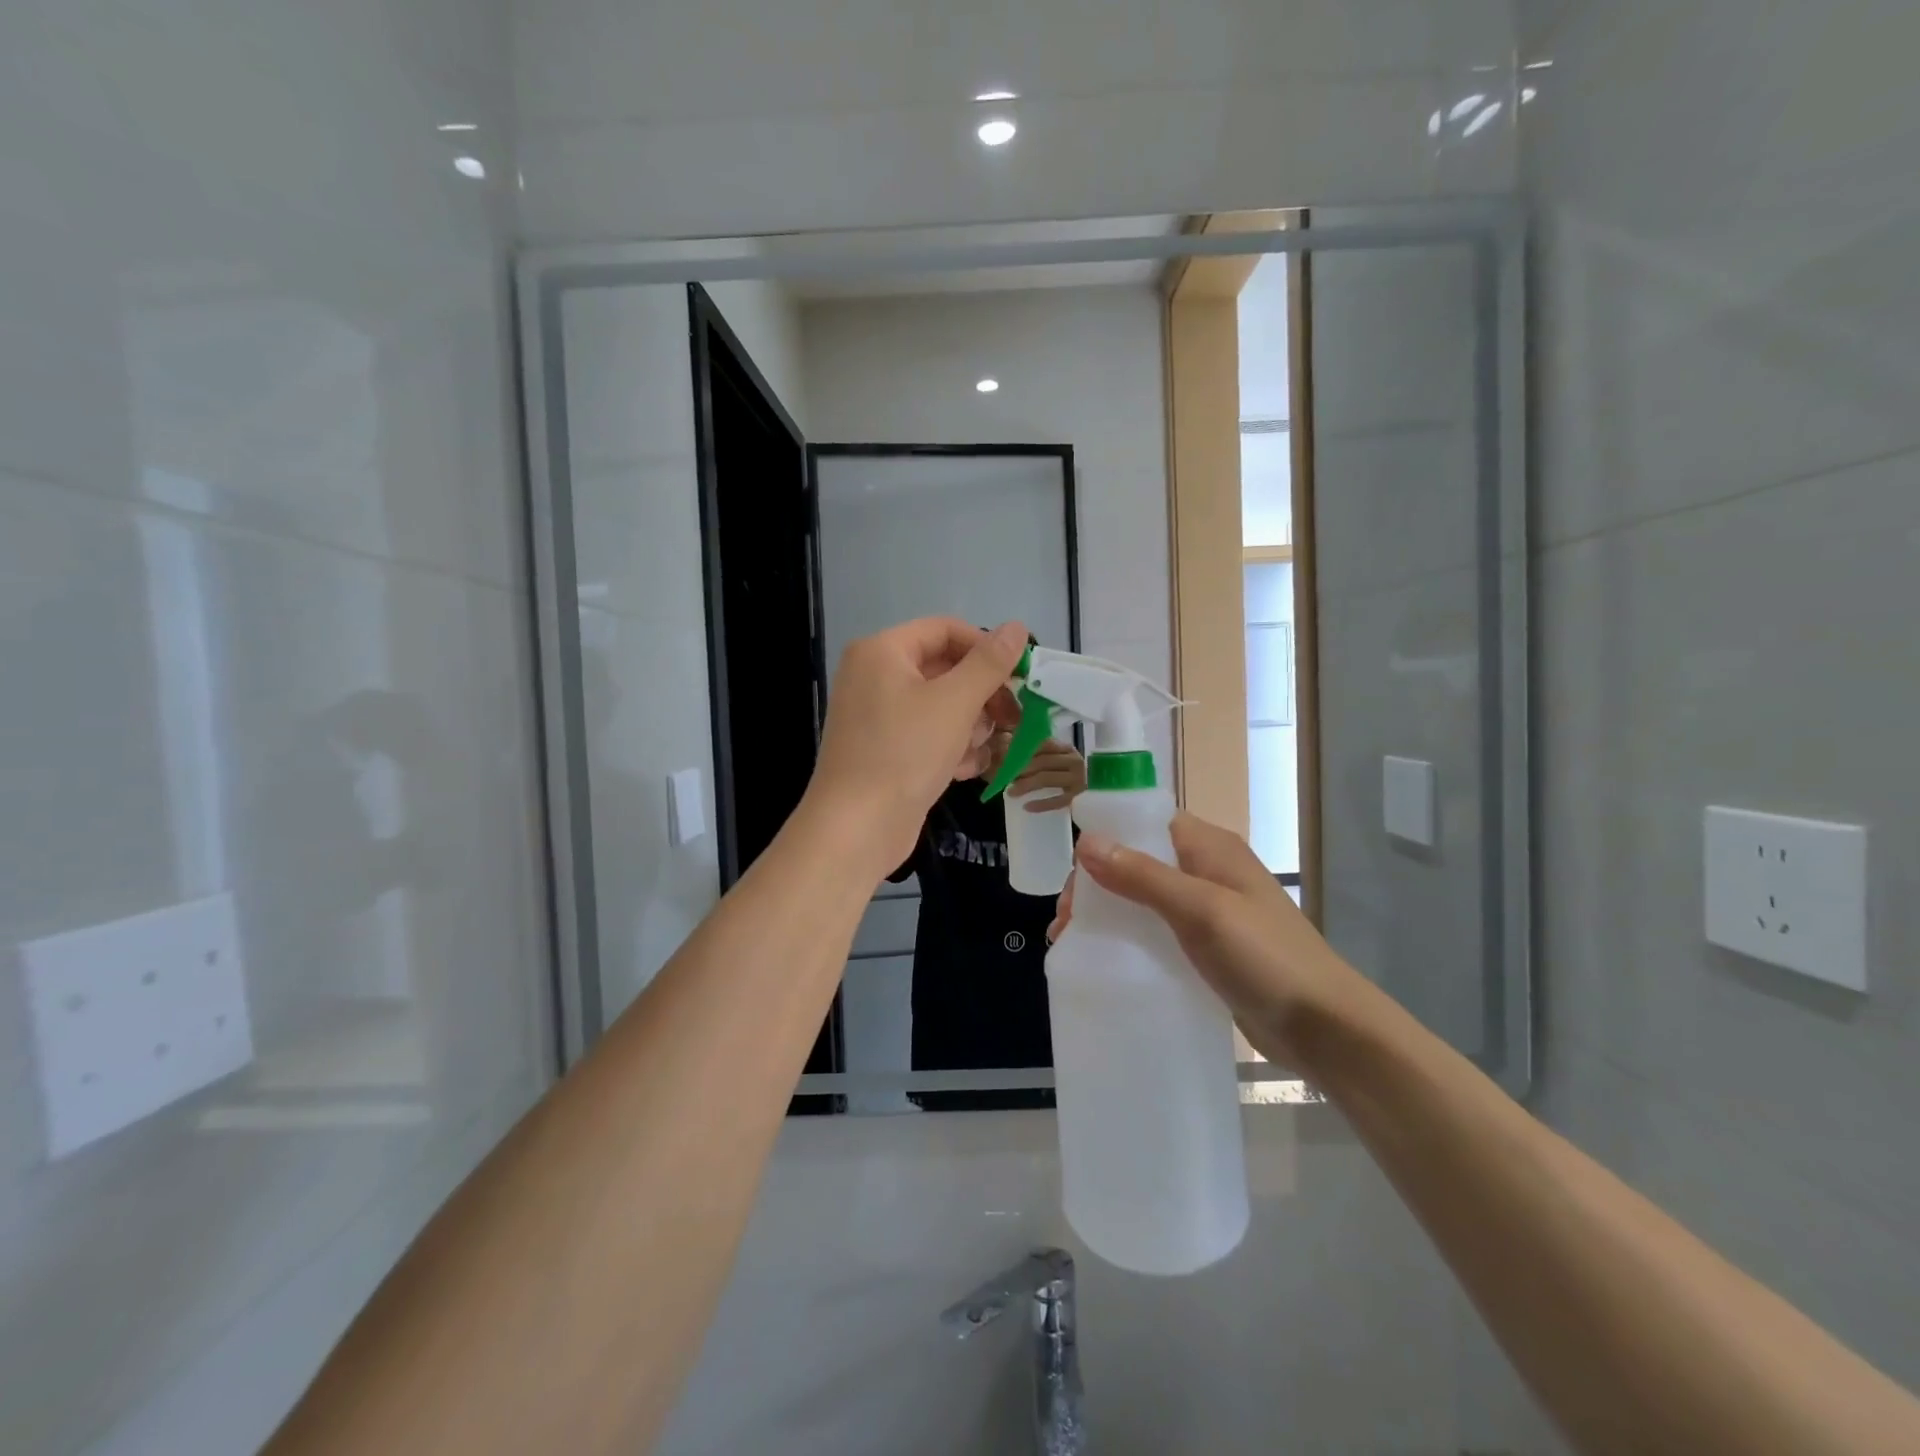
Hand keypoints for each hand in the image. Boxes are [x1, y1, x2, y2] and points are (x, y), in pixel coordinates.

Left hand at [805, 618, 1027, 873]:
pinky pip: (929, 735)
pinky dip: (951, 749)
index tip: (1019, 676)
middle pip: (946, 669)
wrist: (856, 828)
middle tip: (1013, 718)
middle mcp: (876, 676)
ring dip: (970, 727)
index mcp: (883, 652)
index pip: (945, 630)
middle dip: (981, 696)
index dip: (986, 647)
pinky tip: (963, 771)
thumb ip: (989, 663)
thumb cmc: (904, 753)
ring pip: (943, 706)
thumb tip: (1017, 627)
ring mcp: (879, 716)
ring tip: (974, 752)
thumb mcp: (955, 702)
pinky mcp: (887, 750)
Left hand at [1007, 738, 1086, 810]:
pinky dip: (1041, 804)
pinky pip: (1057, 801)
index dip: (1022, 751)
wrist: (1098, 788)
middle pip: (1041, 762)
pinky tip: (1027, 807)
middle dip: (1020, 769)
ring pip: (1046, 779)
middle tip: (1004, 776)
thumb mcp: (1058, 758)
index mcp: (1066, 748)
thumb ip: (1039, 752)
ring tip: (1010, 792)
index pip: (1042, 745)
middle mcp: (1073, 761)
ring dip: (1025, 785)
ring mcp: (1078, 780)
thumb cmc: (1070, 772)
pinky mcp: (1078, 798)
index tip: (1005, 758)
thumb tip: (1008, 744)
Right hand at [1070, 812, 1365, 1064]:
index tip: (1073, 878)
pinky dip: (1130, 937)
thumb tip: (1086, 841)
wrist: (1325, 1027)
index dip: (1104, 840)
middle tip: (1067, 923)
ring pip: (1144, 897)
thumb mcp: (1201, 910)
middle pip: (1138, 861)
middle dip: (1098, 884)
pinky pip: (1158, 930)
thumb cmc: (1265, 957)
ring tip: (1074, 942)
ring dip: (1109, 913)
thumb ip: (1142, 876)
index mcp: (1208, 847)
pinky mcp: (1208, 946)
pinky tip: (1109, 959)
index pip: (1144, 823)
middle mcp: (1206, 870)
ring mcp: (1208, 910)